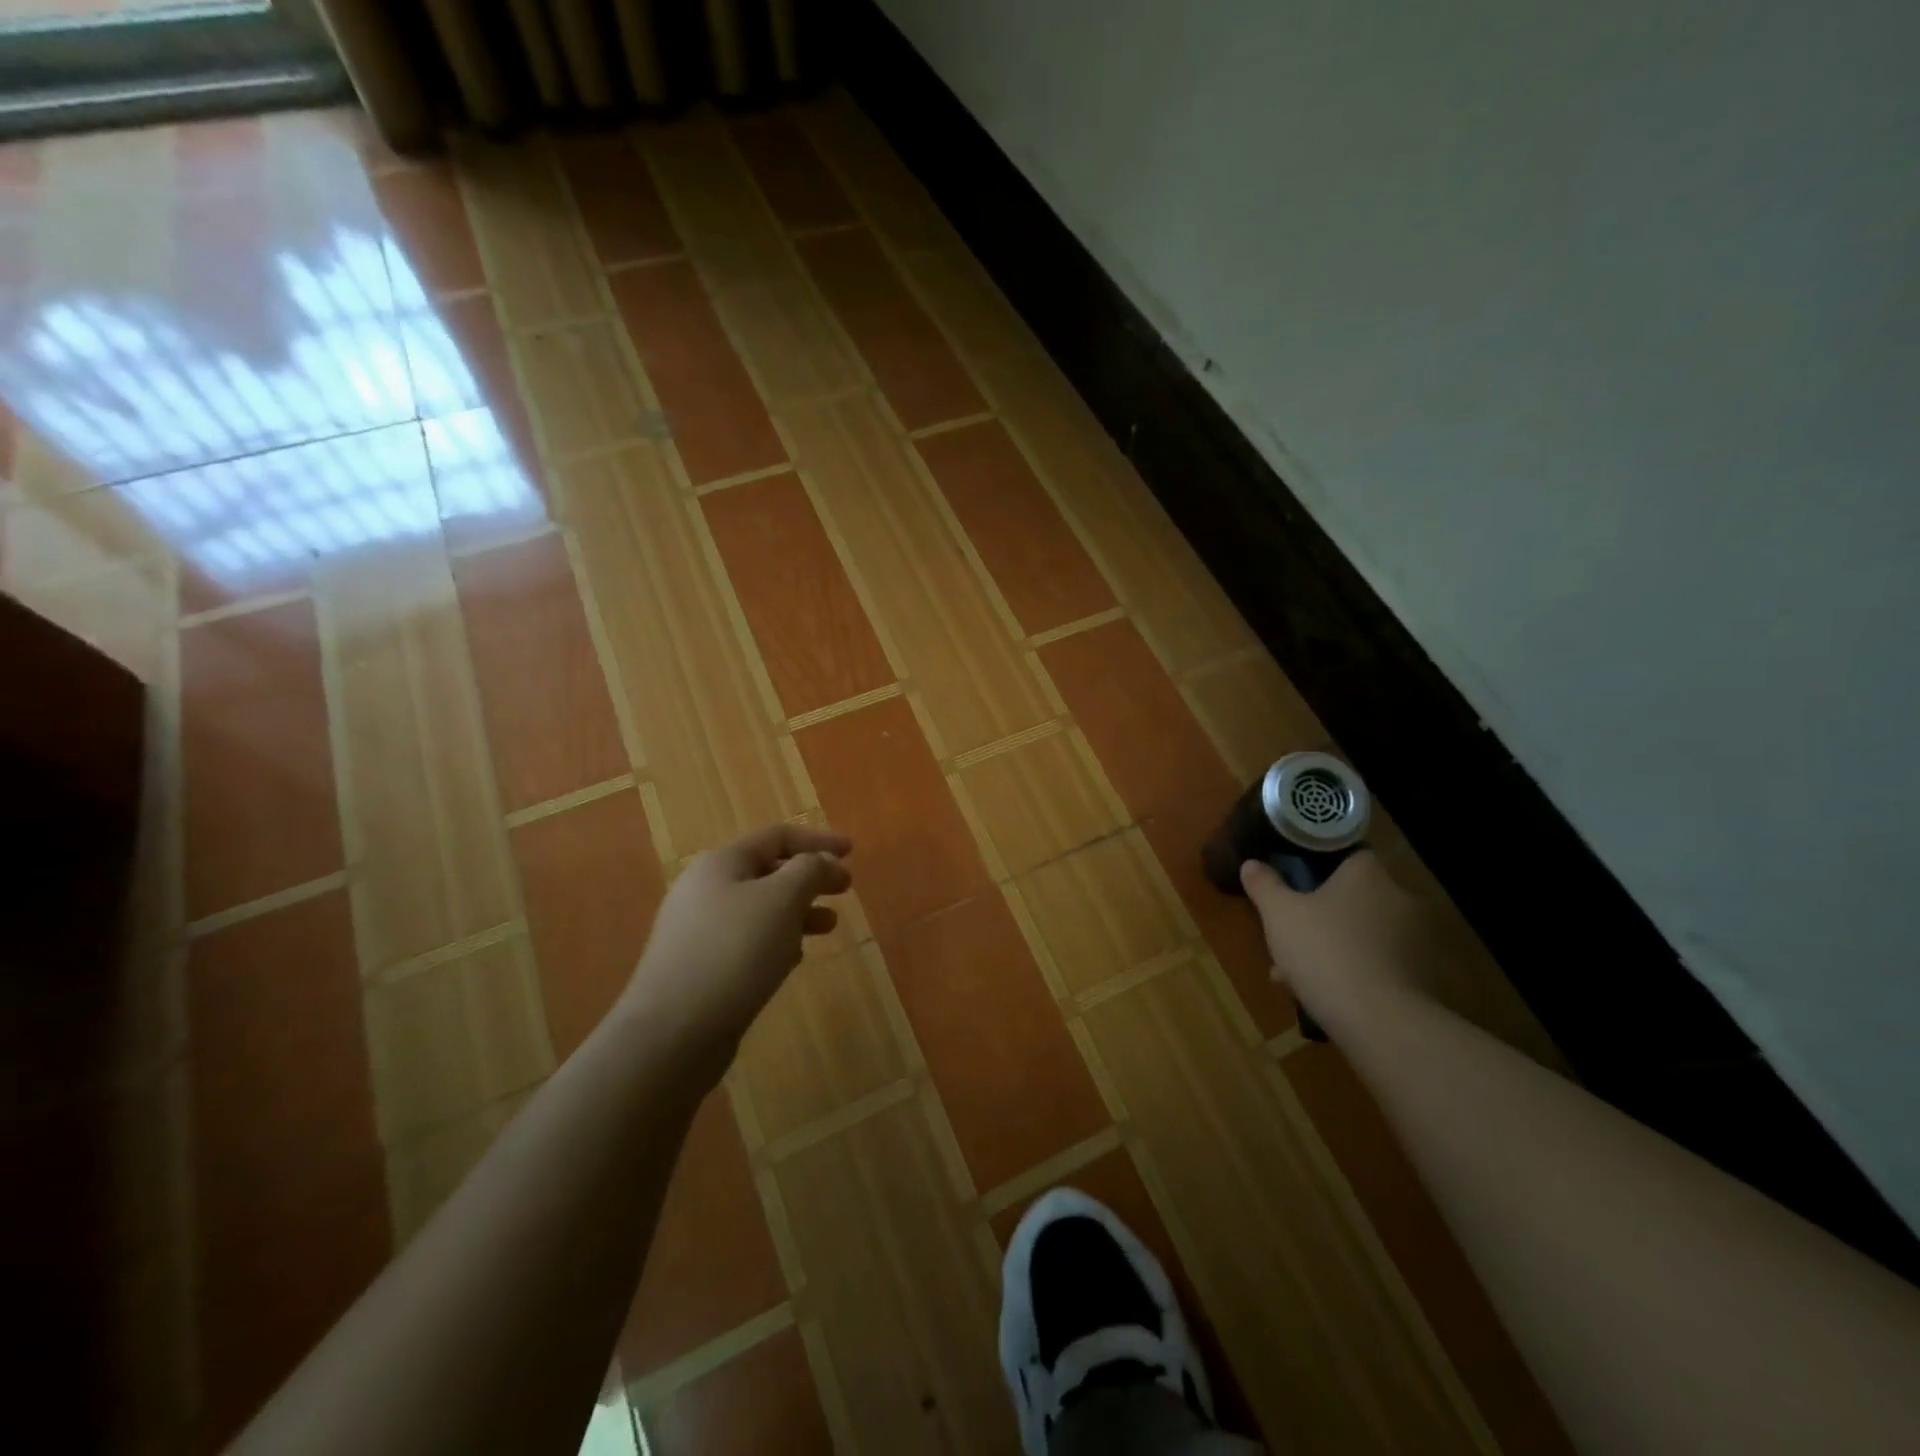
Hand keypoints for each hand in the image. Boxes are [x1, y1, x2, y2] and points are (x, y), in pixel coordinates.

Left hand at [624, 823, 852, 1072]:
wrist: (673, 1032)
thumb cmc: (735, 951)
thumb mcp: (782, 900)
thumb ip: (809, 870)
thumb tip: (820, 861)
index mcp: (721, 863)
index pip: (776, 837)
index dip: (817, 840)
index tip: (852, 851)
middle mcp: (704, 889)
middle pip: (768, 871)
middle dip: (810, 877)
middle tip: (846, 888)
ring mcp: (698, 930)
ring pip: (760, 908)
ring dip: (798, 911)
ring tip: (830, 926)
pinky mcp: (699, 967)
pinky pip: (747, 940)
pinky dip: (777, 939)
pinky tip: (794, 959)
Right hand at [1240, 851, 1446, 1023]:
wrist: (1380, 1021)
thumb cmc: (1324, 951)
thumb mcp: (1278, 914)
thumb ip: (1264, 885)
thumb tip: (1251, 864)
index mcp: (1368, 874)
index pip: (1349, 854)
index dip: (1320, 866)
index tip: (1296, 881)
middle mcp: (1400, 899)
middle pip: (1355, 897)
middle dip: (1322, 913)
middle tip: (1290, 931)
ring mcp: (1416, 940)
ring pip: (1363, 933)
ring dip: (1334, 945)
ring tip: (1295, 971)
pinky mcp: (1422, 977)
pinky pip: (1377, 963)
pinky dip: (1353, 971)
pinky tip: (1322, 992)